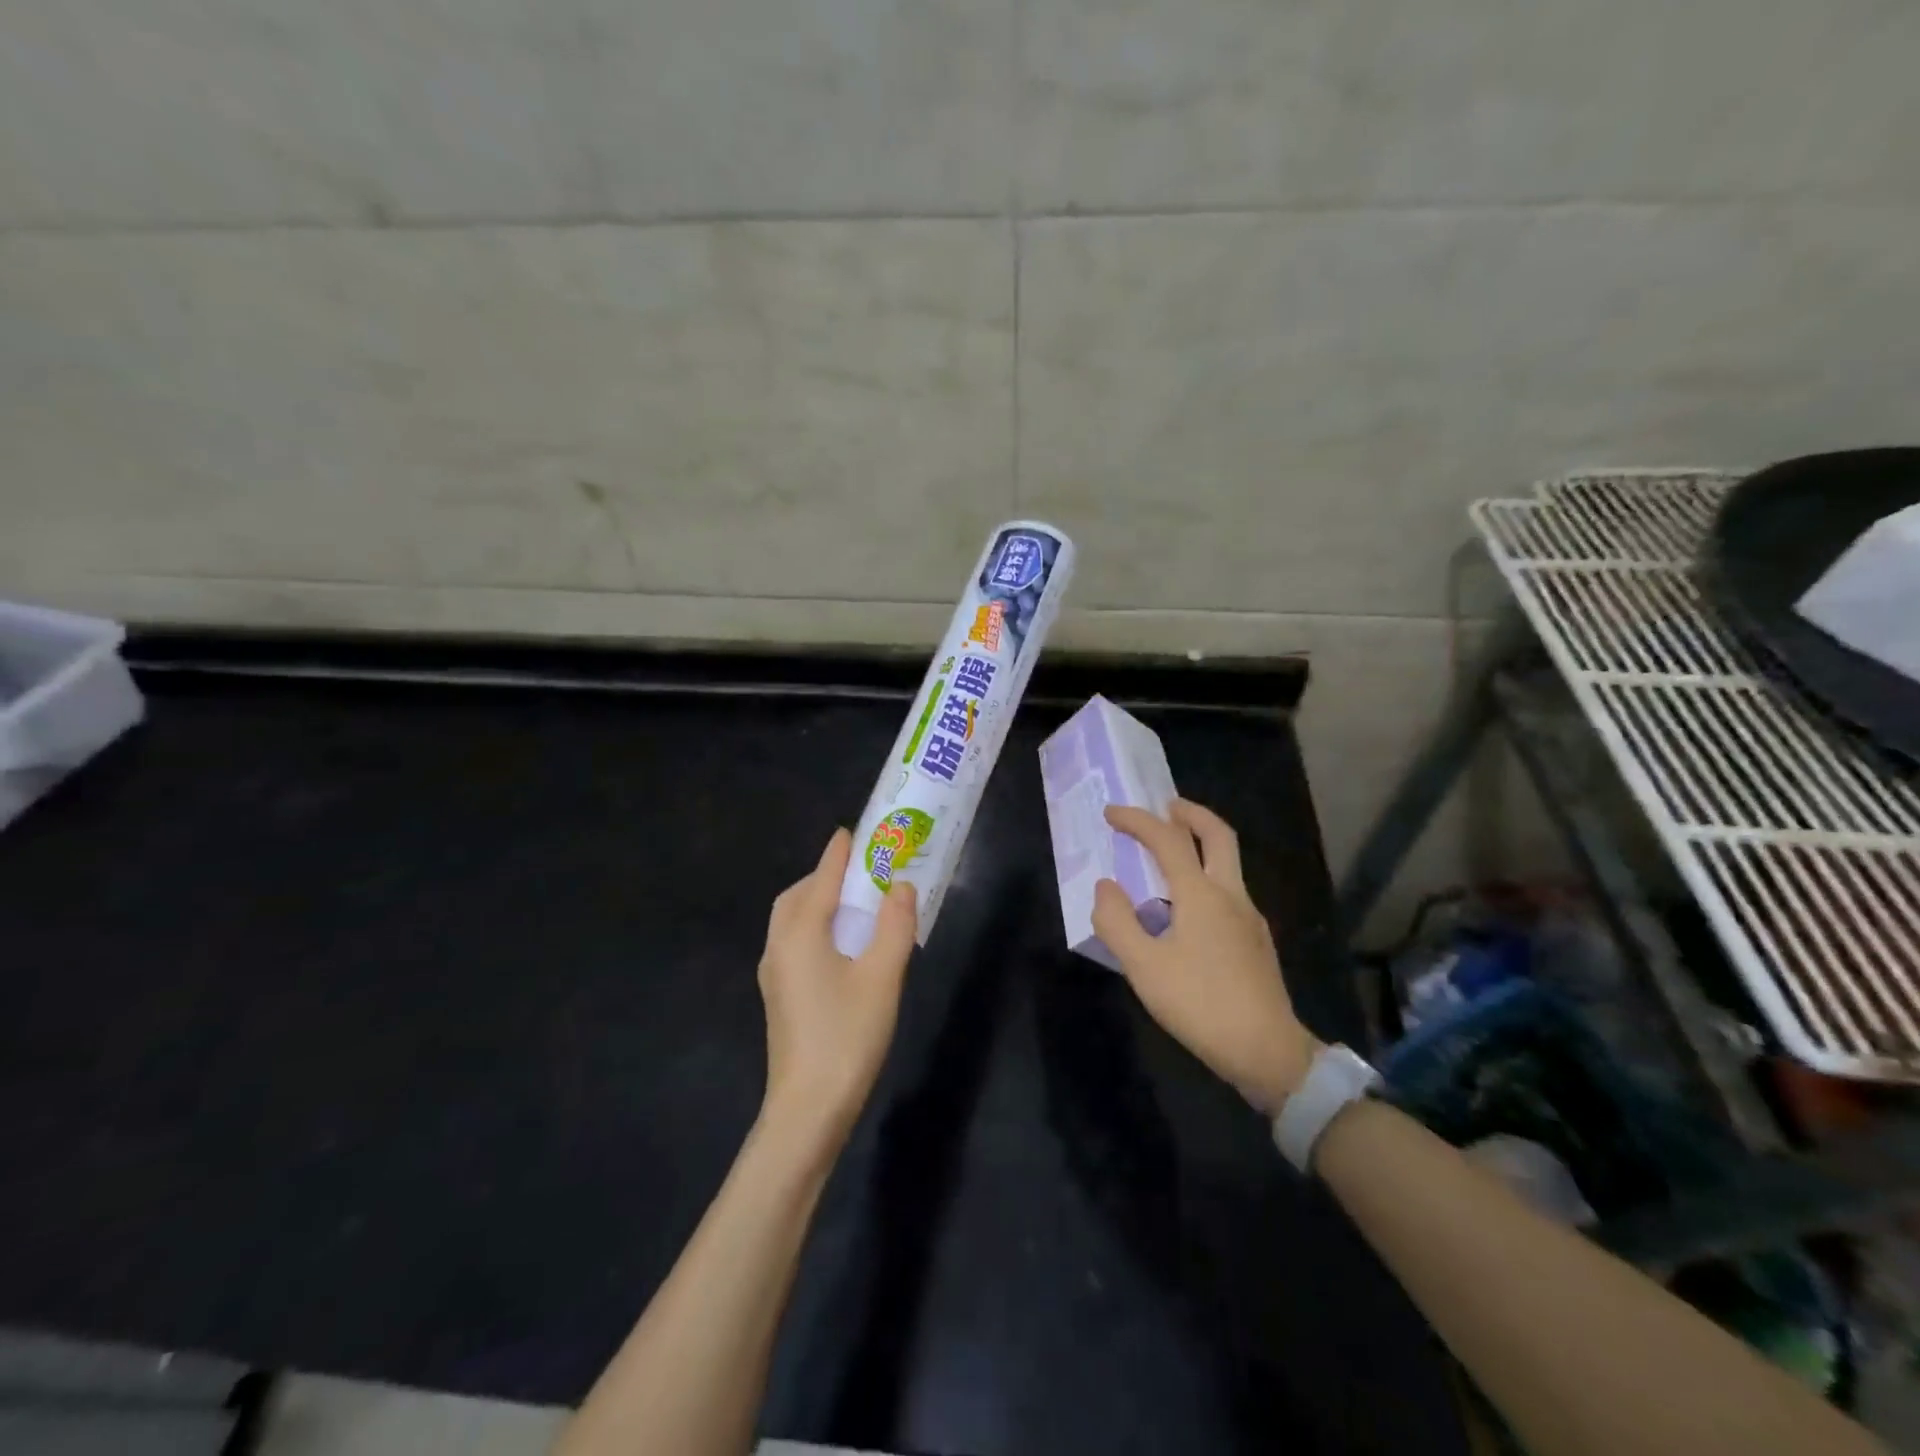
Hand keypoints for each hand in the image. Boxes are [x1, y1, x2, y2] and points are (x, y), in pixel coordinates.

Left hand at [757, 828, 917, 1145]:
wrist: (808, 1109)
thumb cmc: (847, 1036)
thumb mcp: (882, 976)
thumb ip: (894, 925)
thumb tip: (900, 885)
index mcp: (800, 933)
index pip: (821, 878)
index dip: (839, 853)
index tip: (853, 830)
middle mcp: (779, 946)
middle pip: (798, 896)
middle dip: (825, 876)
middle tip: (860, 870)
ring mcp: (774, 973)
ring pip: (792, 920)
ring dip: (819, 901)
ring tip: (856, 903)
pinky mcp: (779, 995)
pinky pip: (794, 942)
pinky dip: (815, 926)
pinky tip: (842, 944)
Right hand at [1094, 800, 1318, 1113]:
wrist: (1268, 1052)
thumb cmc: (1200, 1005)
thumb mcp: (1144, 967)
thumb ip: (1118, 922)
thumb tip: (1106, 886)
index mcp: (1201, 895)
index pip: (1168, 840)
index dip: (1137, 820)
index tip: (1112, 812)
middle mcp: (1231, 895)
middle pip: (1218, 835)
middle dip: (1191, 813)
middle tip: (1166, 807)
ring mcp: (1250, 917)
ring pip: (1228, 863)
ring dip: (1201, 844)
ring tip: (1170, 855)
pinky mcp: (1257, 940)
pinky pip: (1229, 890)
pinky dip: (1207, 876)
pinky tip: (1188, 908)